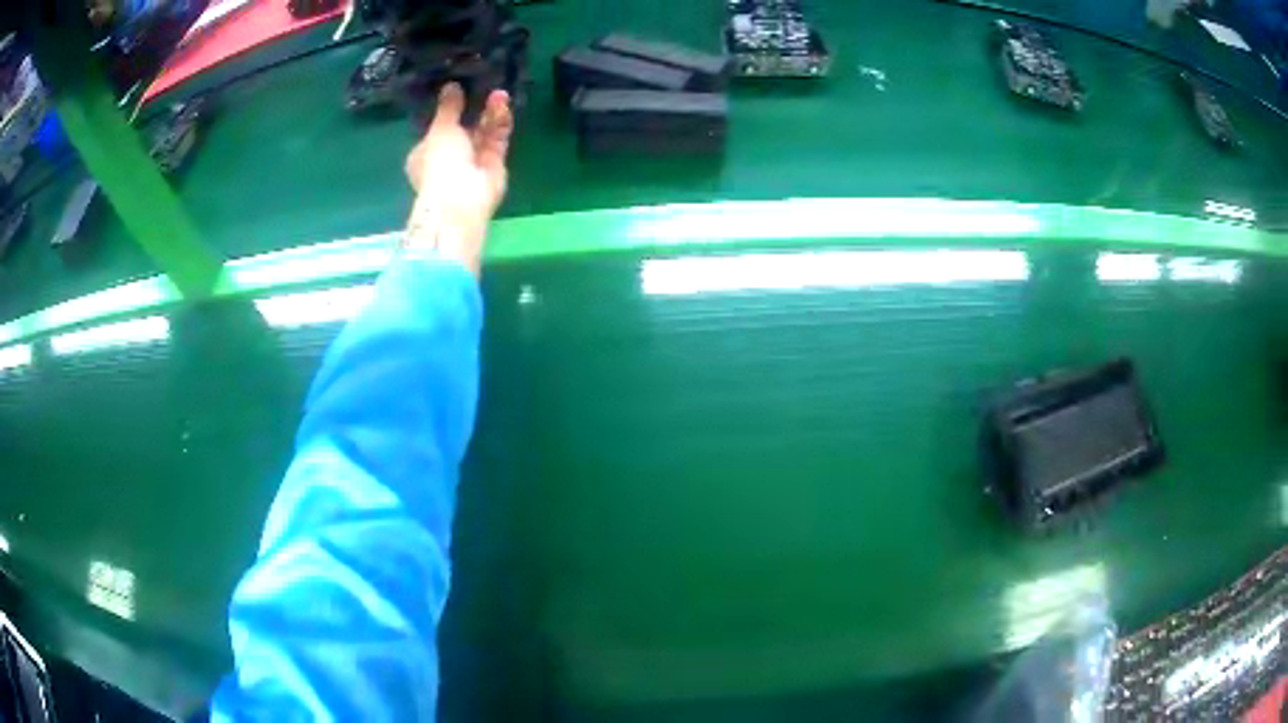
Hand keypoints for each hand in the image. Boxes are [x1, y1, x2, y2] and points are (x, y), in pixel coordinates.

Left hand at [403, 84, 513, 274]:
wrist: (460, 198)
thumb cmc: (439, 162)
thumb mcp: (440, 128)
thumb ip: (448, 107)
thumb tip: (451, 86)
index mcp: (425, 154)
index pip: (437, 130)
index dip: (448, 112)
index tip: (460, 91)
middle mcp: (448, 158)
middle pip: (464, 129)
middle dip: (474, 109)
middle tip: (485, 87)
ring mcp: (472, 162)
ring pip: (483, 132)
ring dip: (491, 113)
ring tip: (500, 93)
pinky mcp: (494, 165)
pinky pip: (497, 140)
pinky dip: (500, 123)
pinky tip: (503, 104)